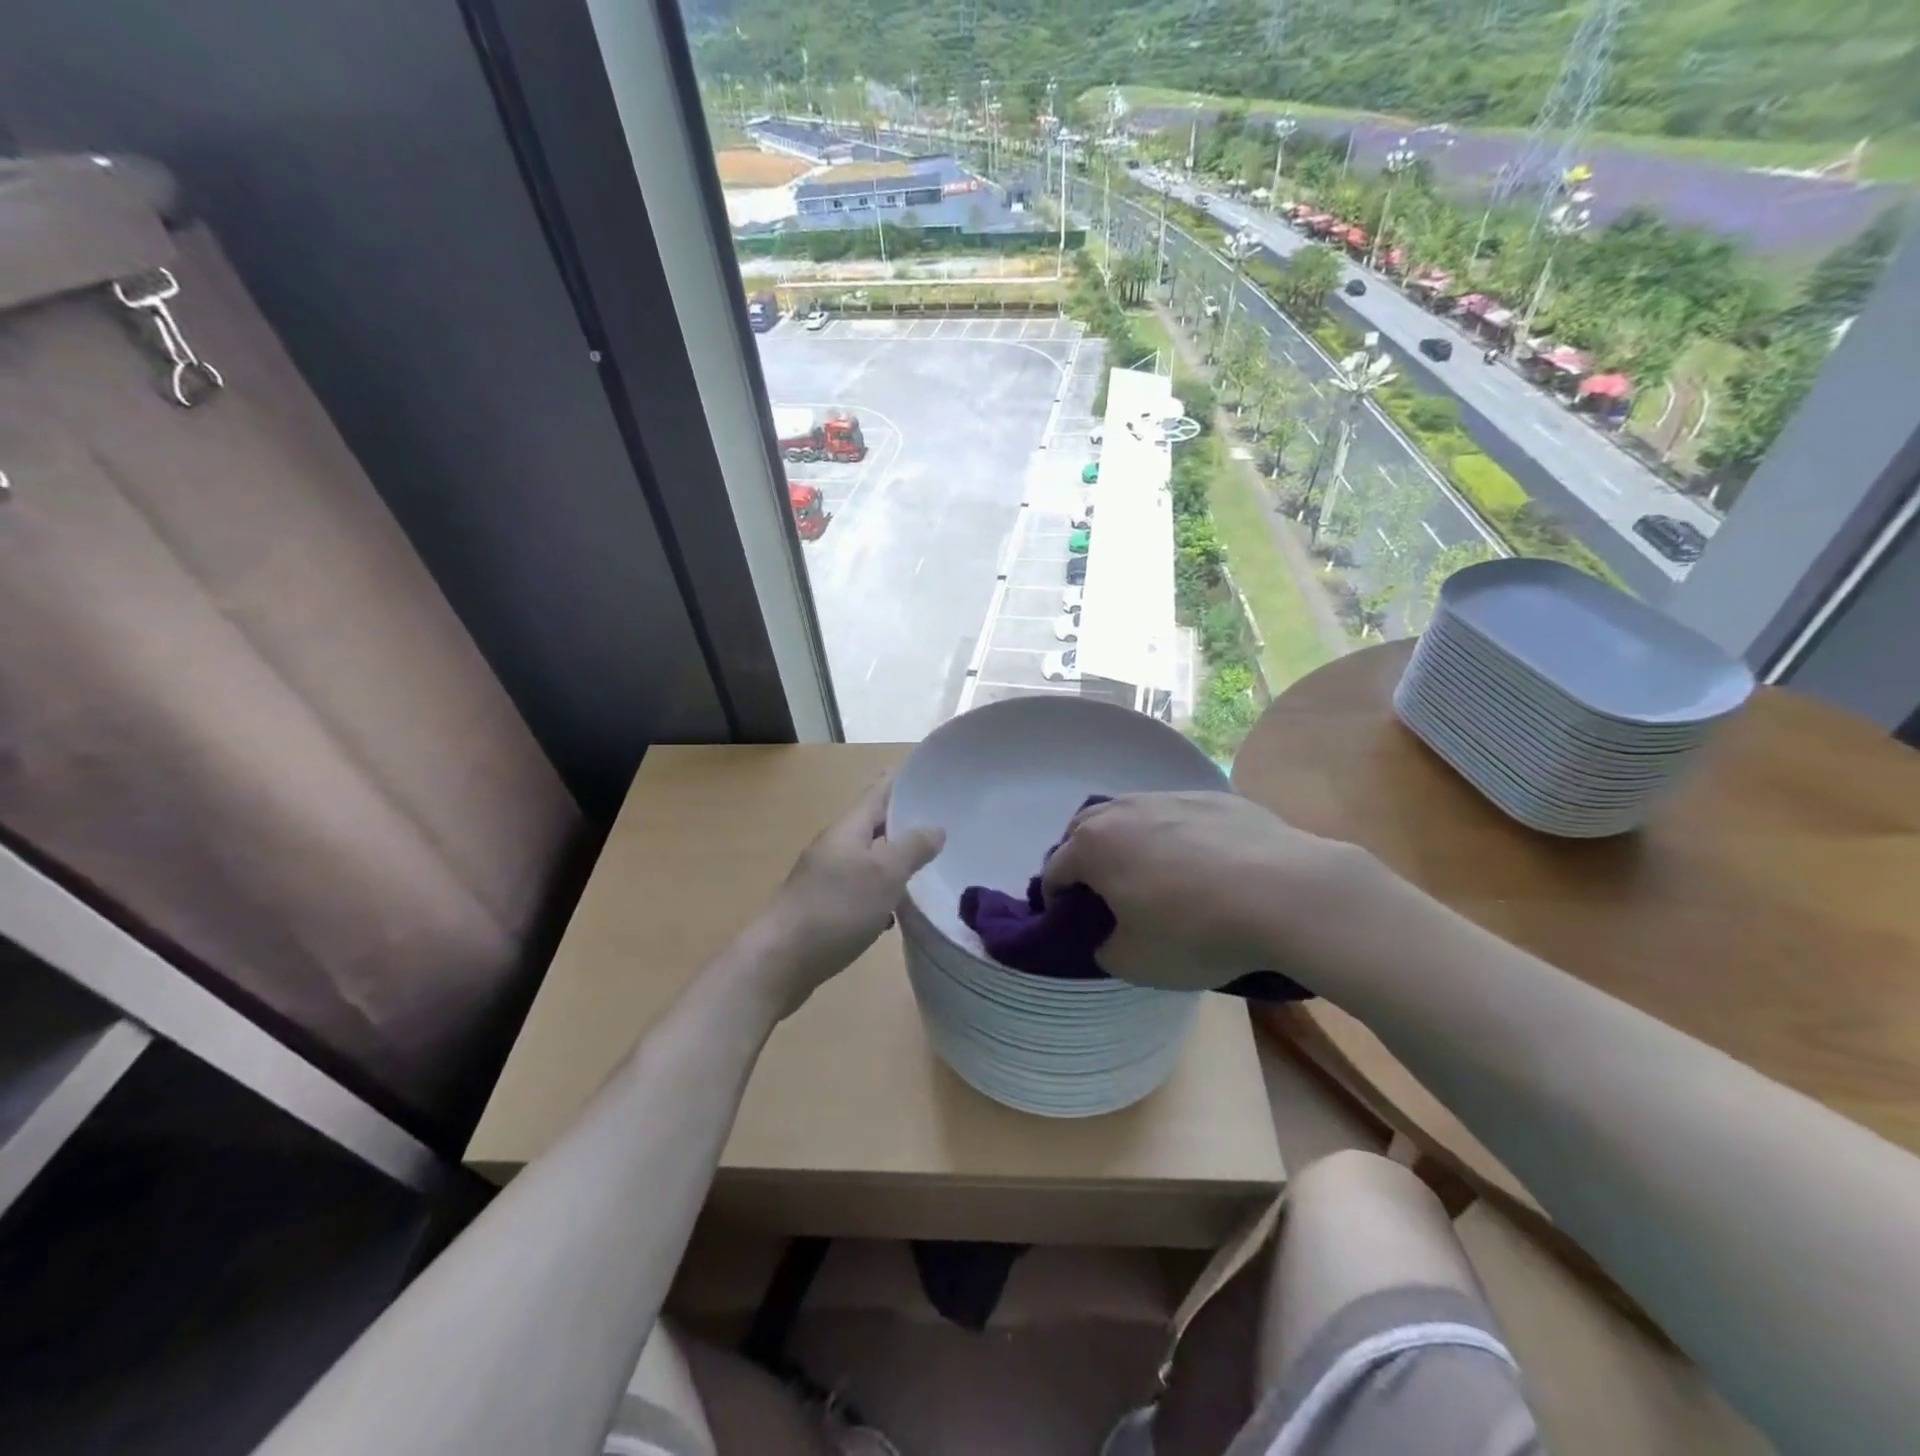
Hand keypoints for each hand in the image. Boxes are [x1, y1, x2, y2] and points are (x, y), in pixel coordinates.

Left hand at [747, 780, 944, 1014]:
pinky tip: (895, 911)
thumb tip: (935, 827)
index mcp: (848, 830)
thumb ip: (912, 848)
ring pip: (867, 860)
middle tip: (940, 823)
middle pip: (872, 826)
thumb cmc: (835, 909)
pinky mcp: (822, 910)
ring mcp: (824, 879)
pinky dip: (880, 893)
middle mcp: (834, 848)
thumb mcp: (884, 874)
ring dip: (893, 860)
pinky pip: (858, 891)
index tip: (926, 773)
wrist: (778, 962)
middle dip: (903, 823)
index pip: (877, 793)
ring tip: (926, 866)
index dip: (900, 781)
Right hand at [1040, 791, 1358, 990]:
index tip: (1077, 926)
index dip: (1057, 903)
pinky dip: (1175, 837)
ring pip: (1132, 816)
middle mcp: (1123, 810)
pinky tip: (1206, 866)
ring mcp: (1170, 797)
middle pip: (1084, 831)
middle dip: (1084, 861)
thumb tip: (1107, 935)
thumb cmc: (1195, 930)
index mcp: (1092, 846)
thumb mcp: (1134, 962)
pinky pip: (1177, 815)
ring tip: (1157, 877)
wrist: (1286, 892)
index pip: (1054, 872)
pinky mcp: (1214, 797)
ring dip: (1129, 843)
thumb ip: (1103, 947)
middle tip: (1108, 897)